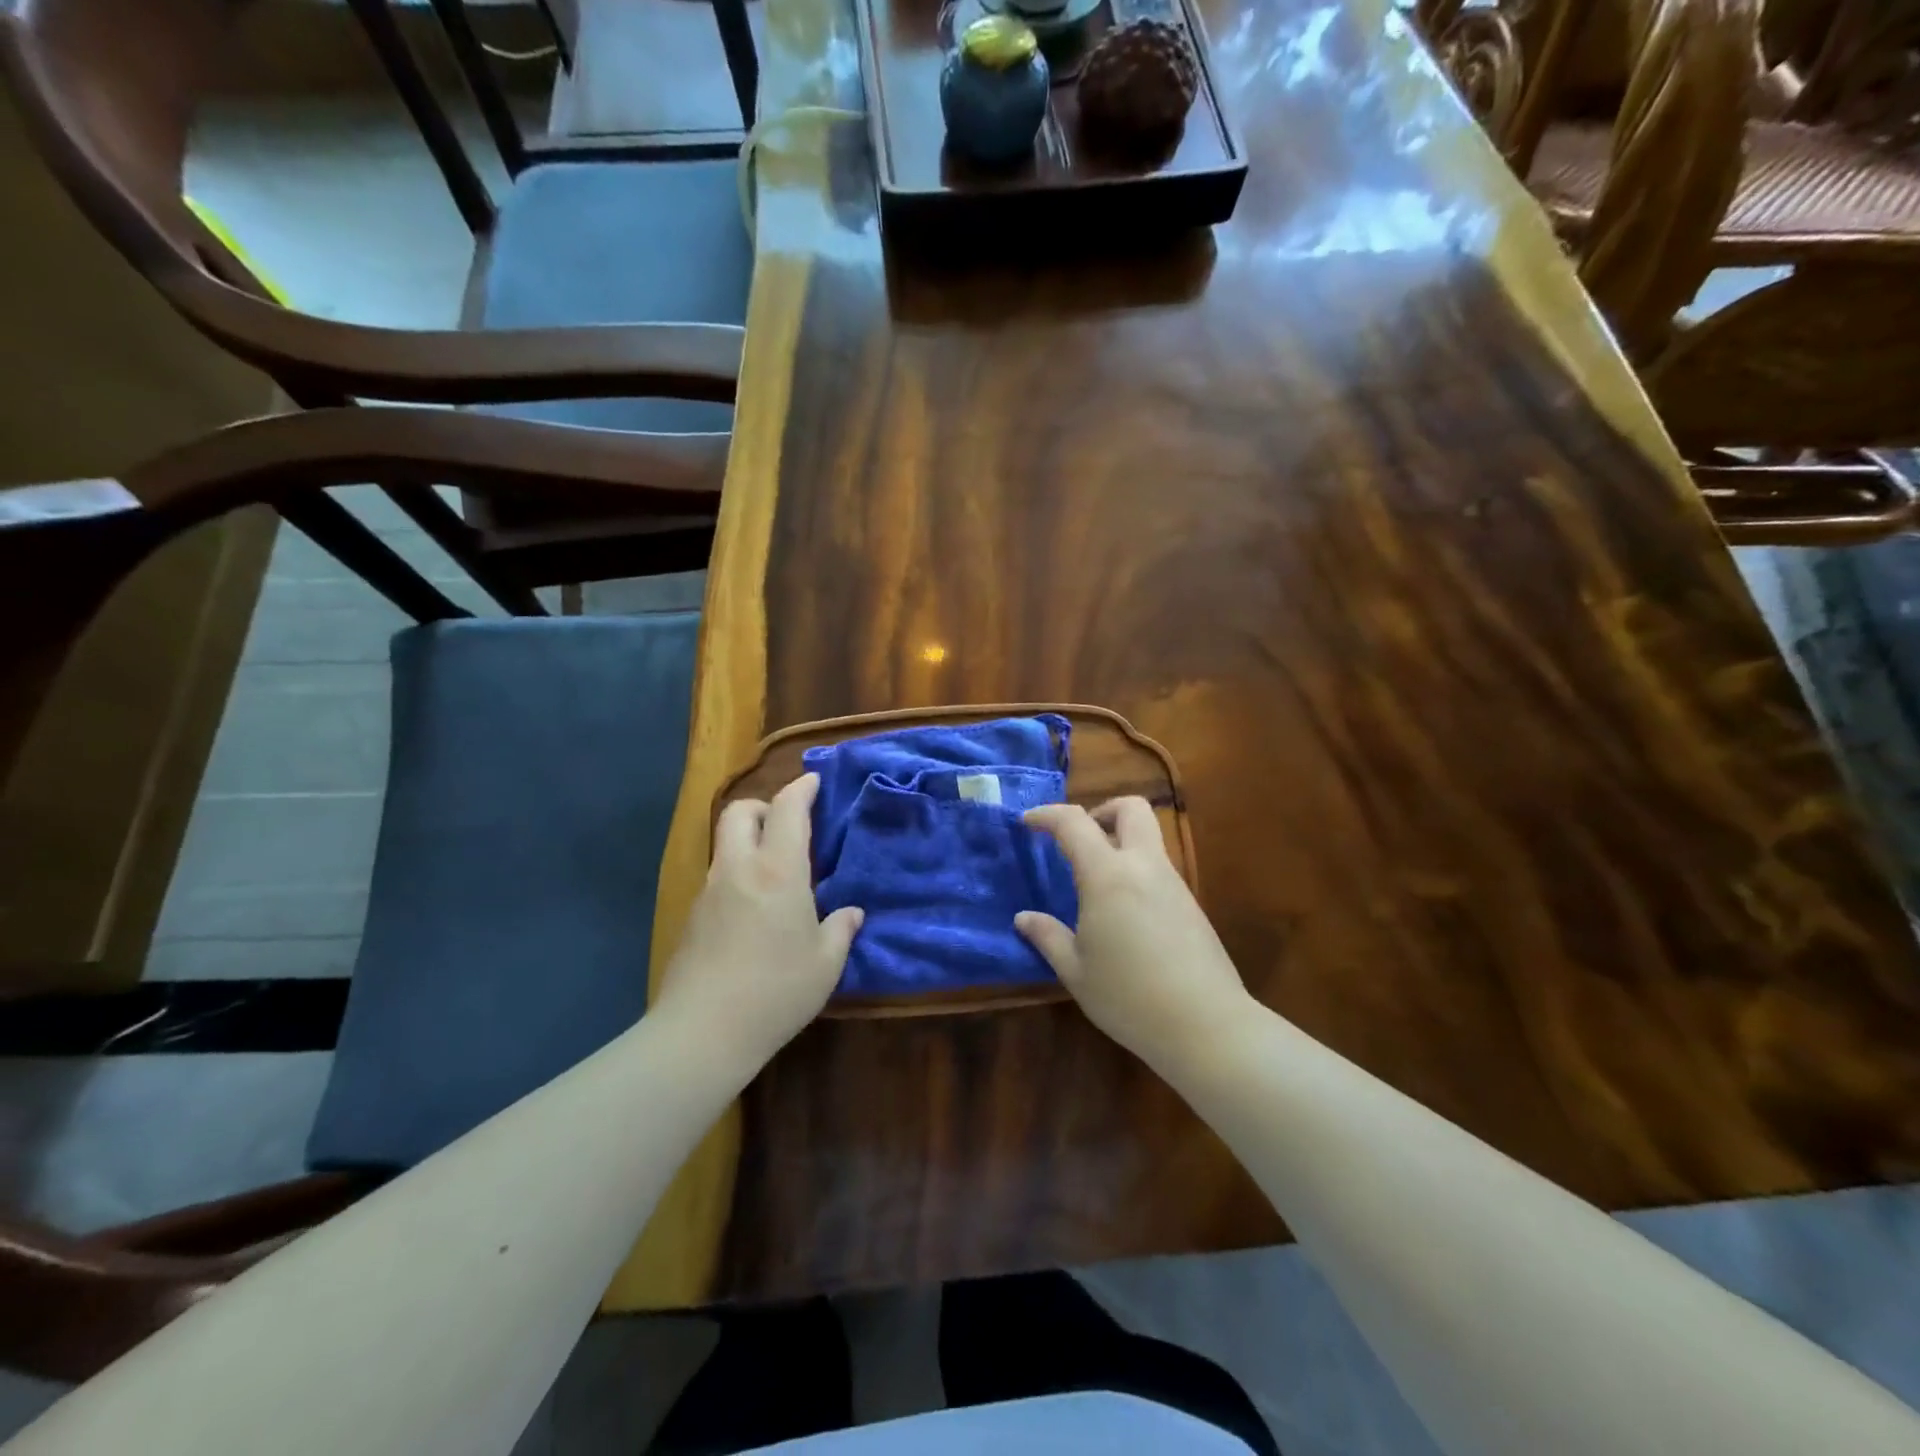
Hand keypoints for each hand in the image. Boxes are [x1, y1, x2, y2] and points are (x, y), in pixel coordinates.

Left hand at [652, 773, 862, 1073]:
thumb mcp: (825, 963)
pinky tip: (753, 910)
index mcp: (778, 871)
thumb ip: (840, 930)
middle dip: (763, 806)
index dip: (801, 788)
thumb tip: (851, 913)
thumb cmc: (776, 991)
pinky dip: (737, 874)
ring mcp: (709, 891)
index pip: (787, 810)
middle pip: (740, 811)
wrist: (703, 1032)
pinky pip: (717, 876)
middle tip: (787, 825)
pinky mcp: (692, 916)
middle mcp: (739, 869)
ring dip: (748, 841)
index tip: (813, 781)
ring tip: (774, 871)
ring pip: (725, 844)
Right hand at [1018, 798, 1252, 1076]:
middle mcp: (1144, 866)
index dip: (1047, 815)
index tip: (1028, 822)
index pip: (1074, 822)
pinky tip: (1124, 913)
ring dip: (1120, 842)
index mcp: (1108, 875)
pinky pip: (1159, 868)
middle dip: (1101, 810)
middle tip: (1079, 841)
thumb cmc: (1129, 997)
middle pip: (1131, 808)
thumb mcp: (1076, 971)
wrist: (1206, 1025)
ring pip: (1149, 837)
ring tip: (1096, 884)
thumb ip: (1048, 937)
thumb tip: (1024, 919)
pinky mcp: (1191, 904)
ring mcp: (1173, 883)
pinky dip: (1136, 870)